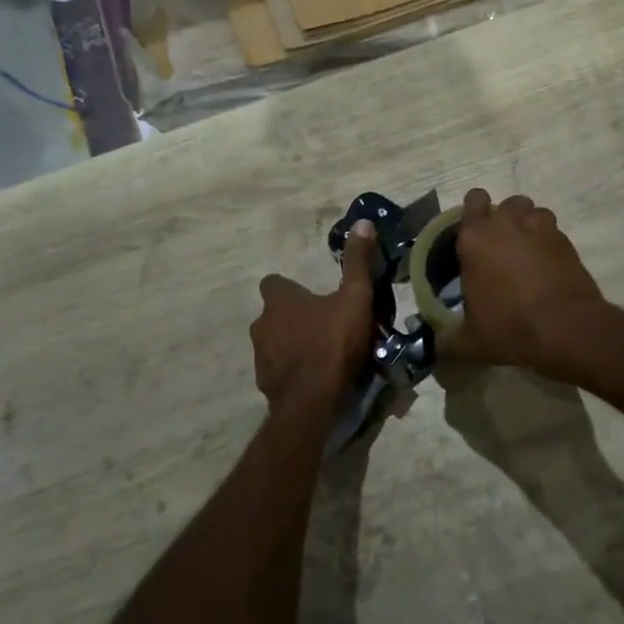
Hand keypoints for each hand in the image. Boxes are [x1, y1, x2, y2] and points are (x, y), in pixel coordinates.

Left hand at [251, 221, 377, 412]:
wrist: (312, 401)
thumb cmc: (333, 343)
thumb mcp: (355, 298)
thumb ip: (357, 262)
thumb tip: (362, 222)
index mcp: (280, 300)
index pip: (274, 283)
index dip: (290, 288)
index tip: (311, 295)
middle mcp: (262, 323)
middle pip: (275, 314)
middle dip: (294, 317)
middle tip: (324, 325)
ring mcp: (261, 355)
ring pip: (275, 341)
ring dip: (293, 344)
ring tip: (322, 354)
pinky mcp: (265, 382)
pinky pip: (279, 369)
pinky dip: (293, 370)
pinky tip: (315, 378)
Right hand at [444, 190, 604, 373]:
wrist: (565, 328)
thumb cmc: (509, 327)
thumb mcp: (470, 342)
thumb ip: (448, 339)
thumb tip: (437, 344)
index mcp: (475, 237)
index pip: (472, 200)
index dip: (473, 213)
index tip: (473, 235)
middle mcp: (507, 223)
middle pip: (505, 203)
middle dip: (503, 218)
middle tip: (500, 247)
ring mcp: (540, 228)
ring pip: (532, 212)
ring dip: (528, 226)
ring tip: (527, 253)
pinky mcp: (566, 240)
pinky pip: (553, 231)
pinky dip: (548, 243)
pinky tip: (547, 266)